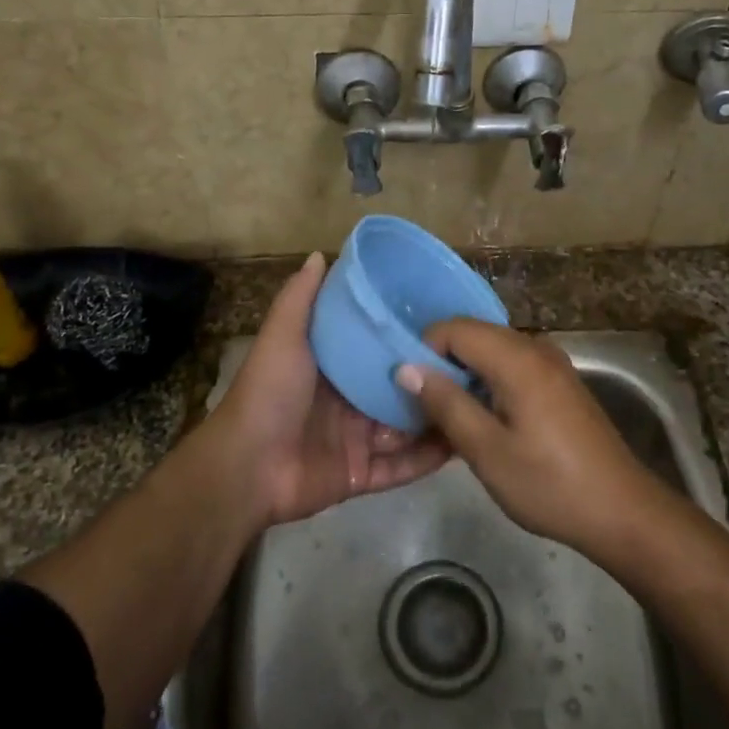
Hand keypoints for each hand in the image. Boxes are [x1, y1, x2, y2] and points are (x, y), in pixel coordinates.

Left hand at [207, 253, 448, 526]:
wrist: (247, 467)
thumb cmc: (269, 393)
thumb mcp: (283, 336)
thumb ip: (301, 298)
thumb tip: (319, 254)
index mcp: (332, 367)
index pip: (376, 347)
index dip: (405, 334)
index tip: (444, 320)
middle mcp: (347, 400)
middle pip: (398, 387)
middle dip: (431, 379)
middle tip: (475, 365)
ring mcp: (356, 439)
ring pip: (406, 427)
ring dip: (437, 417)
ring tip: (481, 403)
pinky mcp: (361, 475)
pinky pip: (401, 467)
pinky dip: (428, 459)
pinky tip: (463, 445)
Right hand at [394, 320, 669, 557]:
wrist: (623, 512)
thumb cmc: (549, 484)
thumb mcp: (487, 451)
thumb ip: (446, 403)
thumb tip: (406, 368)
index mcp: (517, 358)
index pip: (454, 328)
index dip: (424, 351)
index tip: (410, 391)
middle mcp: (535, 348)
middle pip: (474, 336)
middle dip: (443, 364)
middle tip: (423, 407)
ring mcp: (552, 364)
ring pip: (492, 352)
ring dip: (466, 377)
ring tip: (449, 419)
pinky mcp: (560, 383)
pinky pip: (512, 367)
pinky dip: (490, 384)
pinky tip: (484, 423)